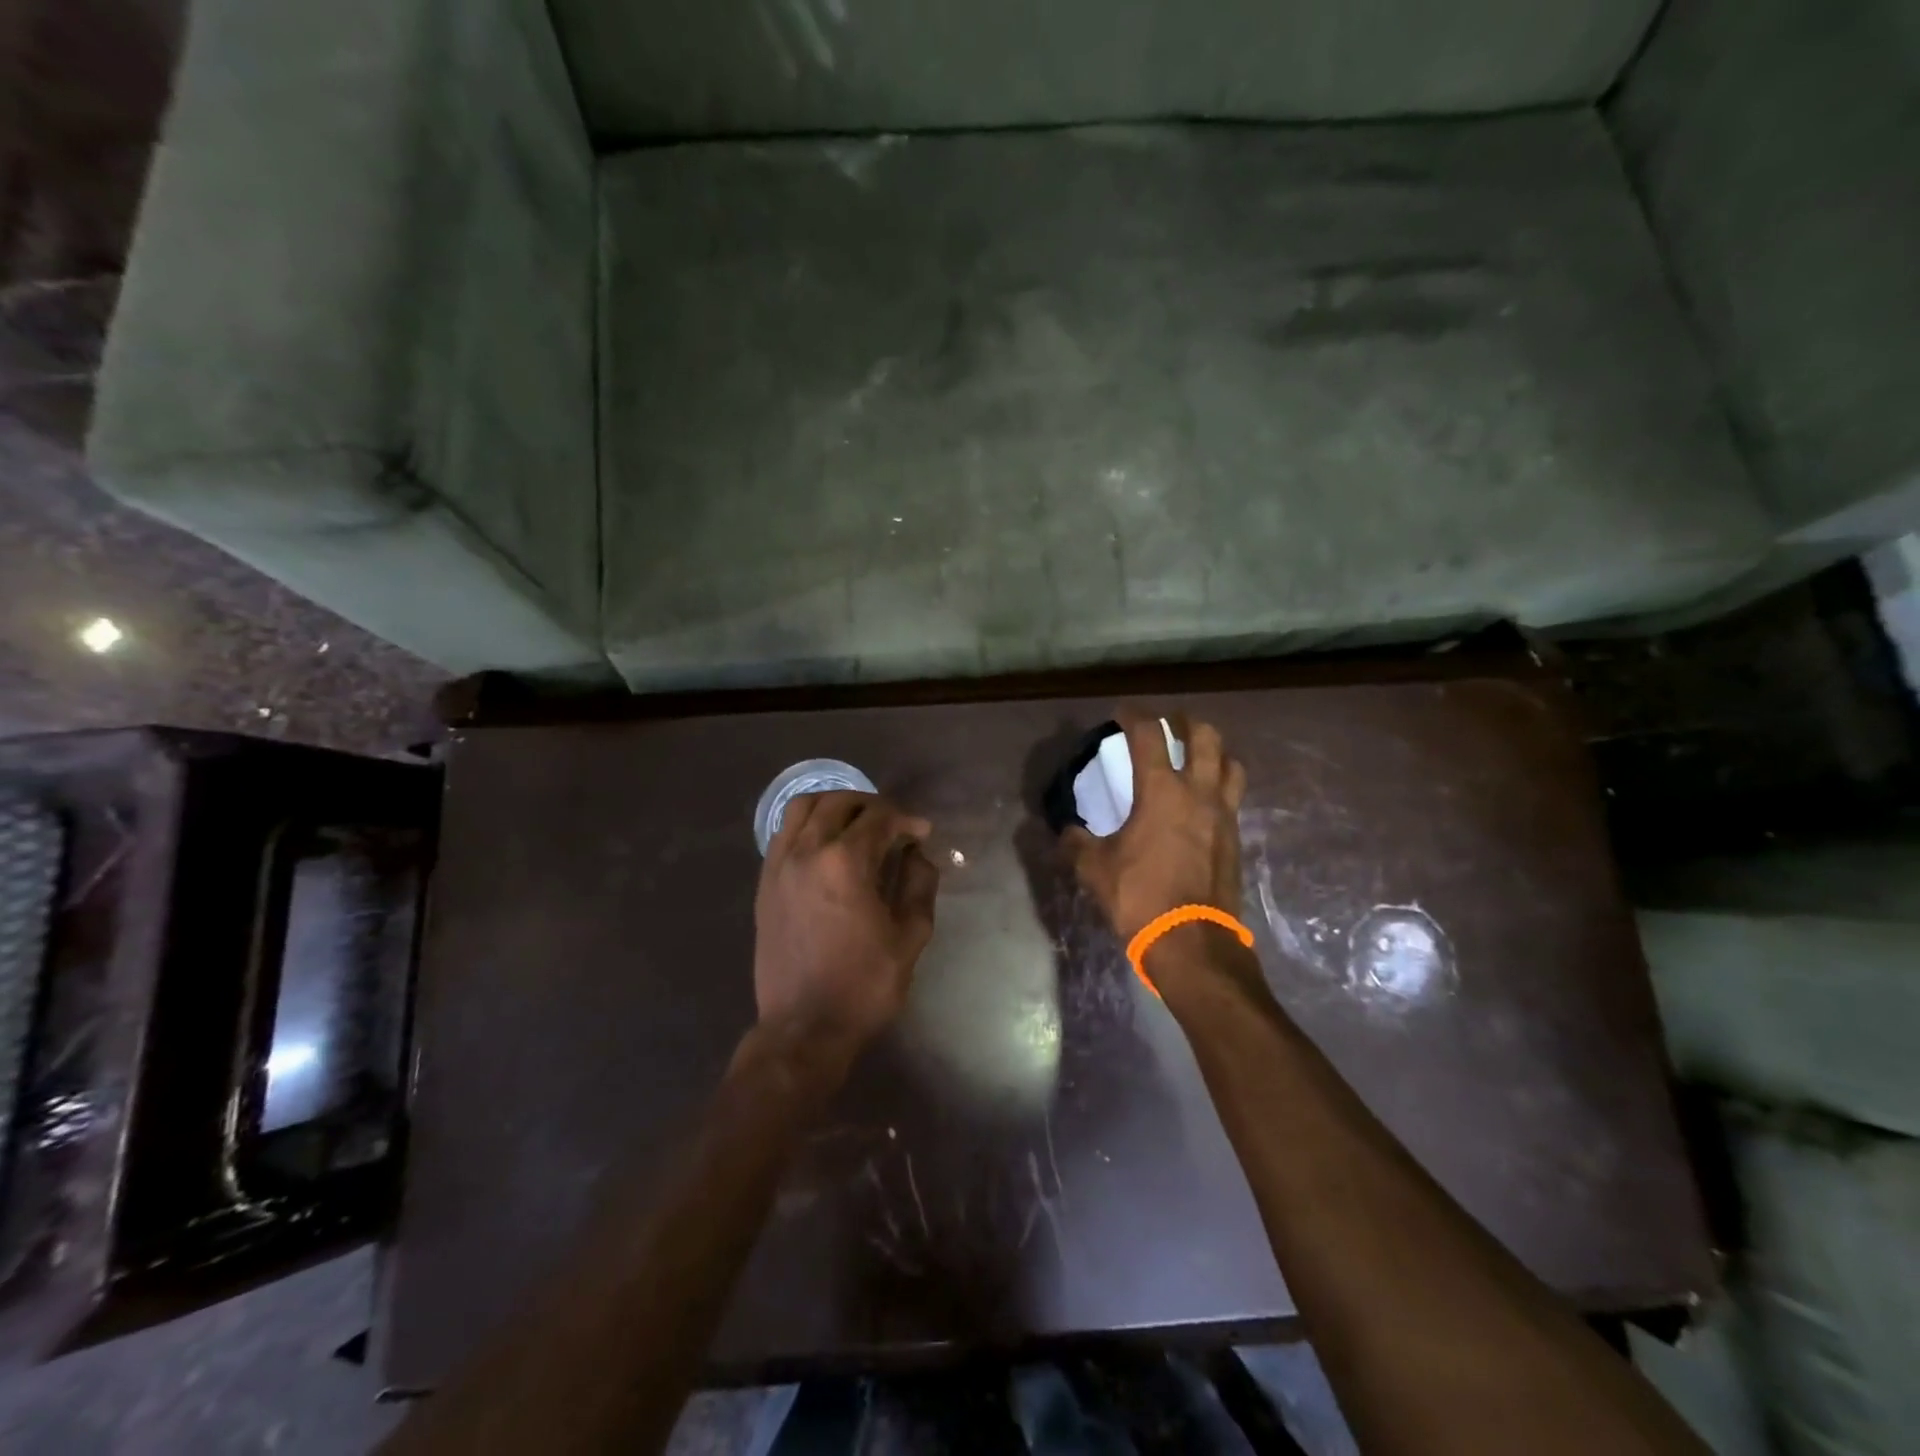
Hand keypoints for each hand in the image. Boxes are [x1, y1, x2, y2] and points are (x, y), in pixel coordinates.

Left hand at [754, 790, 938, 1050]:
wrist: (804, 1029)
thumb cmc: (864, 986)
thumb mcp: (910, 937)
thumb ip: (919, 885)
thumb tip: (917, 855)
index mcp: (845, 862)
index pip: (879, 818)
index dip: (906, 820)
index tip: (922, 833)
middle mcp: (807, 852)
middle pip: (838, 802)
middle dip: (871, 805)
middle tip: (892, 824)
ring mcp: (779, 866)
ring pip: (802, 808)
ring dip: (833, 805)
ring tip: (855, 823)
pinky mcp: (764, 883)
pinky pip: (782, 833)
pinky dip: (806, 825)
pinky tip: (824, 844)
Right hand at [1063, 710, 1246, 942]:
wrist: (1192, 942)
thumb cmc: (1140, 897)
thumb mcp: (1095, 869)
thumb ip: (1076, 843)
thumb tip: (1065, 832)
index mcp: (1161, 791)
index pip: (1150, 735)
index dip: (1134, 715)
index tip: (1122, 712)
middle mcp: (1199, 793)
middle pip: (1205, 736)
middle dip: (1185, 721)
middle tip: (1169, 723)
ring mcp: (1224, 815)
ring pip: (1231, 763)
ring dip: (1214, 751)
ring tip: (1197, 756)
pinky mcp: (1236, 839)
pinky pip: (1234, 797)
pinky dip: (1221, 786)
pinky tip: (1204, 801)